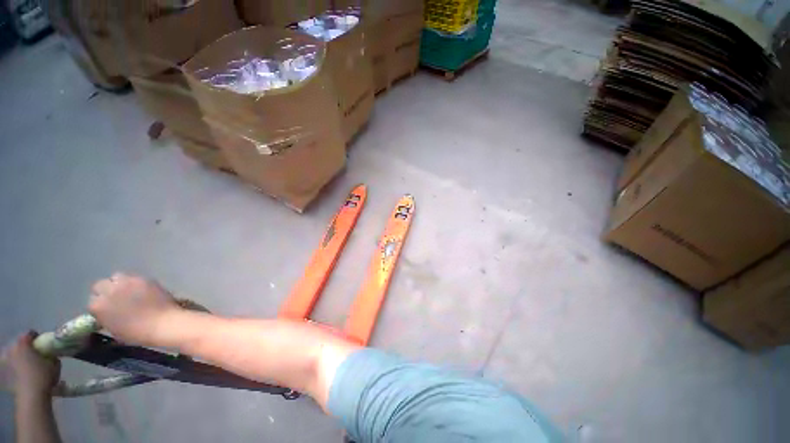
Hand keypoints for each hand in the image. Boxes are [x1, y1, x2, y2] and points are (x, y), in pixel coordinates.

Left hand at [1, 332, 60, 397]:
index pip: (30, 333)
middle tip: (35, 356)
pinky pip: (10, 366)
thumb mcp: (54, 364)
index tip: (44, 344)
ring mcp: (5, 360)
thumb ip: (51, 355)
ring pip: (13, 355)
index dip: (37, 337)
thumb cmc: (43, 376)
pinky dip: (15, 368)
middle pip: (19, 344)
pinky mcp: (4, 371)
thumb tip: (50, 354)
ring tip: (28, 366)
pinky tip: (22, 374)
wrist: (31, 395)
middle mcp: (12, 348)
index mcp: (23, 343)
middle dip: (26, 348)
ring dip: (20, 357)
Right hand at [89, 273, 179, 346]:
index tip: (106, 308)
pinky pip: (134, 277)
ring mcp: (126, 282)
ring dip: (119, 283)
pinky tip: (141, 289)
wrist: (163, 323)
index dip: (100, 304)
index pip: (92, 300)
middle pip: (101, 285)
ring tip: (128, 291)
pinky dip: (135, 282)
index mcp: (98, 306)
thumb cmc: (137, 333)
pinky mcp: (143, 278)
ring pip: (116, 277)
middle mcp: (109, 291)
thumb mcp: (113, 330)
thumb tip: (105, 314)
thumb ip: (105, 318)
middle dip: (106, 290)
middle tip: (115, 297)